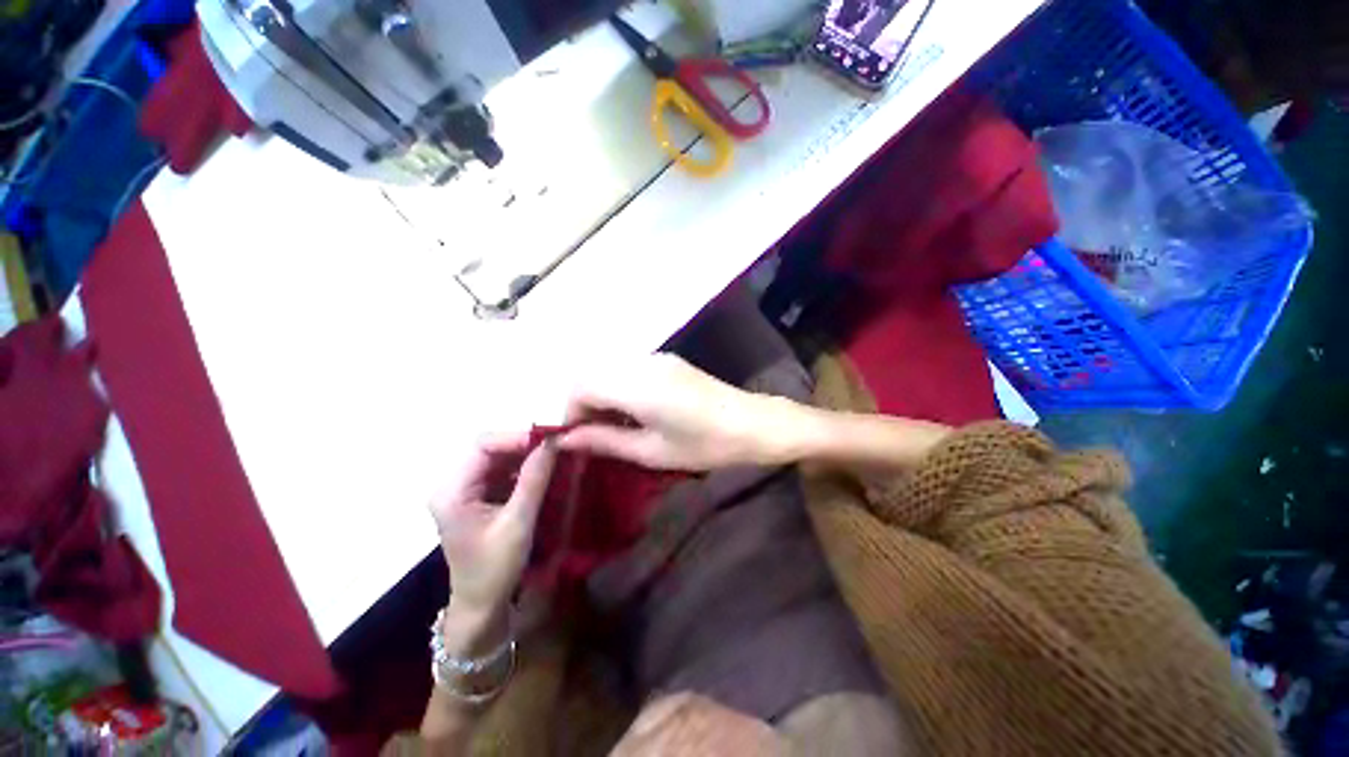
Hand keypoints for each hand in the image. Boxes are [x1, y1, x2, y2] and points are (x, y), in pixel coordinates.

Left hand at [429, 433, 556, 616]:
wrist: (482, 607)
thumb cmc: (494, 569)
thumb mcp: (518, 522)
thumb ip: (534, 479)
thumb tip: (553, 442)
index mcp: (453, 491)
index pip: (483, 445)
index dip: (516, 438)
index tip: (550, 442)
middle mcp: (454, 485)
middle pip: (491, 450)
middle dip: (524, 447)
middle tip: (557, 450)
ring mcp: (466, 492)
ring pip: (499, 459)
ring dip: (526, 458)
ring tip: (555, 460)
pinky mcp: (478, 499)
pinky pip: (503, 473)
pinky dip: (524, 471)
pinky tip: (544, 475)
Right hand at [558, 353, 785, 470]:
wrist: (753, 423)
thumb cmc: (704, 444)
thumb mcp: (651, 451)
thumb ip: (605, 441)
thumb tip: (566, 440)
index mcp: (636, 385)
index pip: (580, 387)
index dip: (570, 413)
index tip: (578, 440)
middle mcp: (642, 362)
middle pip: (590, 374)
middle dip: (582, 404)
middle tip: (594, 435)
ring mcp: (656, 357)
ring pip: (608, 369)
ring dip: (600, 395)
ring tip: (614, 426)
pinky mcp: (667, 360)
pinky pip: (627, 369)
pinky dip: (618, 388)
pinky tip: (635, 411)